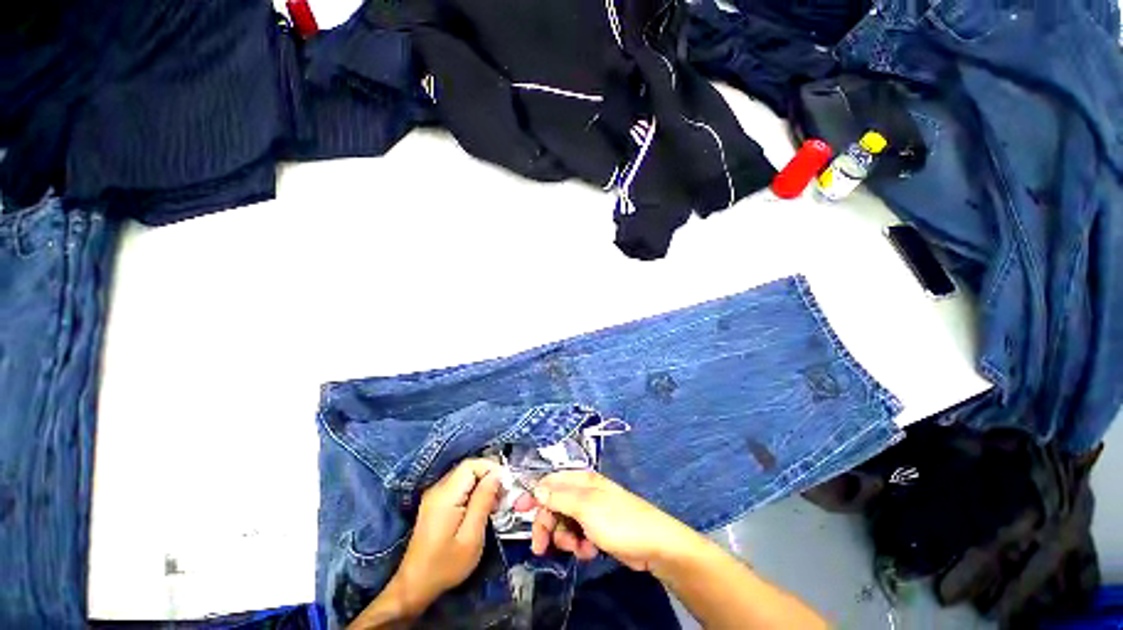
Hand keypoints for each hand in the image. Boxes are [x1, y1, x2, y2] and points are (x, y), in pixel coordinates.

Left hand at [392, 458, 501, 612]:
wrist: (415, 586)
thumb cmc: (446, 565)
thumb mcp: (471, 537)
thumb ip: (483, 501)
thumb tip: (497, 475)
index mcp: (445, 495)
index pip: (471, 465)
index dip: (491, 468)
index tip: (506, 485)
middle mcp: (438, 489)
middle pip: (468, 468)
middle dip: (489, 476)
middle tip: (503, 496)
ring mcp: (435, 495)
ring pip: (465, 476)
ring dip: (482, 484)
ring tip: (495, 504)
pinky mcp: (435, 503)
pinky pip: (459, 486)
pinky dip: (473, 491)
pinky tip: (480, 508)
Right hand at [520, 470, 701, 572]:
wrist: (653, 544)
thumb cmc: (618, 520)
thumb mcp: (586, 508)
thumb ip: (559, 498)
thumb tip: (537, 488)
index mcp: (581, 480)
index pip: (550, 481)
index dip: (533, 494)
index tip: (518, 509)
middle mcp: (583, 492)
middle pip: (553, 505)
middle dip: (547, 525)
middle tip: (540, 547)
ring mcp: (590, 511)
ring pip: (563, 523)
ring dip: (564, 538)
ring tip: (577, 549)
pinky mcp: (597, 529)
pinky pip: (577, 535)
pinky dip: (578, 545)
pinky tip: (589, 552)